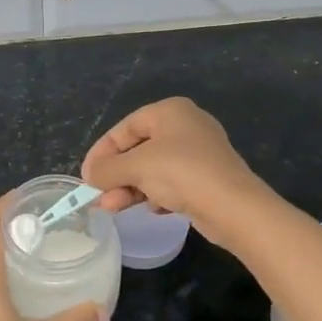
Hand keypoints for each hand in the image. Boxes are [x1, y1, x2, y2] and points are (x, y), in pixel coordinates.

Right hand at [81, 98, 266, 248]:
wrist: (234, 207)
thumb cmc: (181, 173)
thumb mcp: (135, 167)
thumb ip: (106, 169)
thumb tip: (90, 176)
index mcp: (169, 111)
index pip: (124, 128)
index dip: (102, 152)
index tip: (87, 176)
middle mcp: (186, 125)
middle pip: (138, 149)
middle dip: (116, 175)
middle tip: (100, 197)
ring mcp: (199, 152)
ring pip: (153, 168)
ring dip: (131, 188)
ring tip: (115, 208)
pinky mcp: (208, 178)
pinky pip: (172, 182)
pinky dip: (156, 194)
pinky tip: (153, 209)